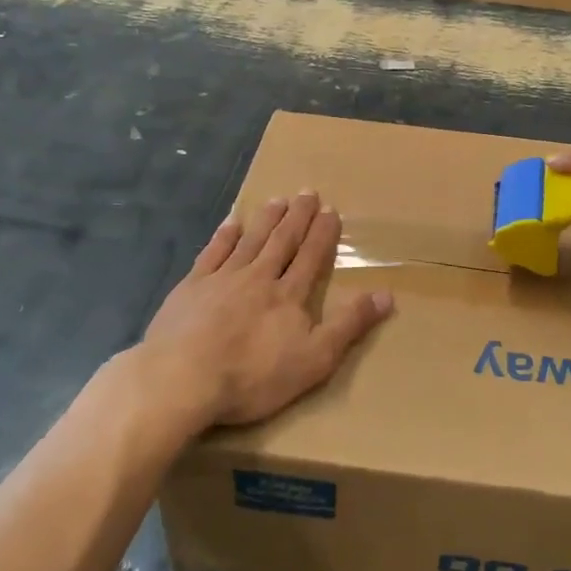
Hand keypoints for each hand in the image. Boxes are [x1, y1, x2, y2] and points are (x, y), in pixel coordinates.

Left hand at [139, 192, 393, 429]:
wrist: (182, 378)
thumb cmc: (253, 375)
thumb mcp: (315, 359)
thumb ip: (349, 325)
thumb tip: (387, 295)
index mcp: (289, 295)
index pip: (311, 257)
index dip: (322, 234)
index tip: (331, 210)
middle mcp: (259, 277)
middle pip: (282, 241)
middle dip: (298, 217)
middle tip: (307, 193)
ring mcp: (222, 279)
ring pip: (250, 241)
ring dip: (266, 220)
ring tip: (278, 200)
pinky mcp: (191, 287)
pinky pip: (212, 253)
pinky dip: (224, 236)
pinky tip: (230, 222)